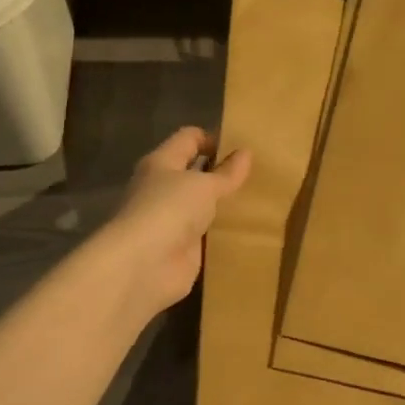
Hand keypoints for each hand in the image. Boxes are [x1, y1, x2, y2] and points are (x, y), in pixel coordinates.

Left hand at [99, 127, 250, 319]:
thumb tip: (245, 153)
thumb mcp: (204, 185)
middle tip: (259, 174)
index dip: (214, 138)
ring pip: (203, 206)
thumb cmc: (169, 209)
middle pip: (196, 173)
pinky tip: (249, 231)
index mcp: (162, 163)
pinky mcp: (182, 249)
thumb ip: (226, 173)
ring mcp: (172, 221)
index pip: (189, 139)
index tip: (244, 146)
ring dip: (225, 205)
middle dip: (223, 173)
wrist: (144, 266)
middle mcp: (164, 189)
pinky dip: (224, 234)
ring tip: (261, 201)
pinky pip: (207, 235)